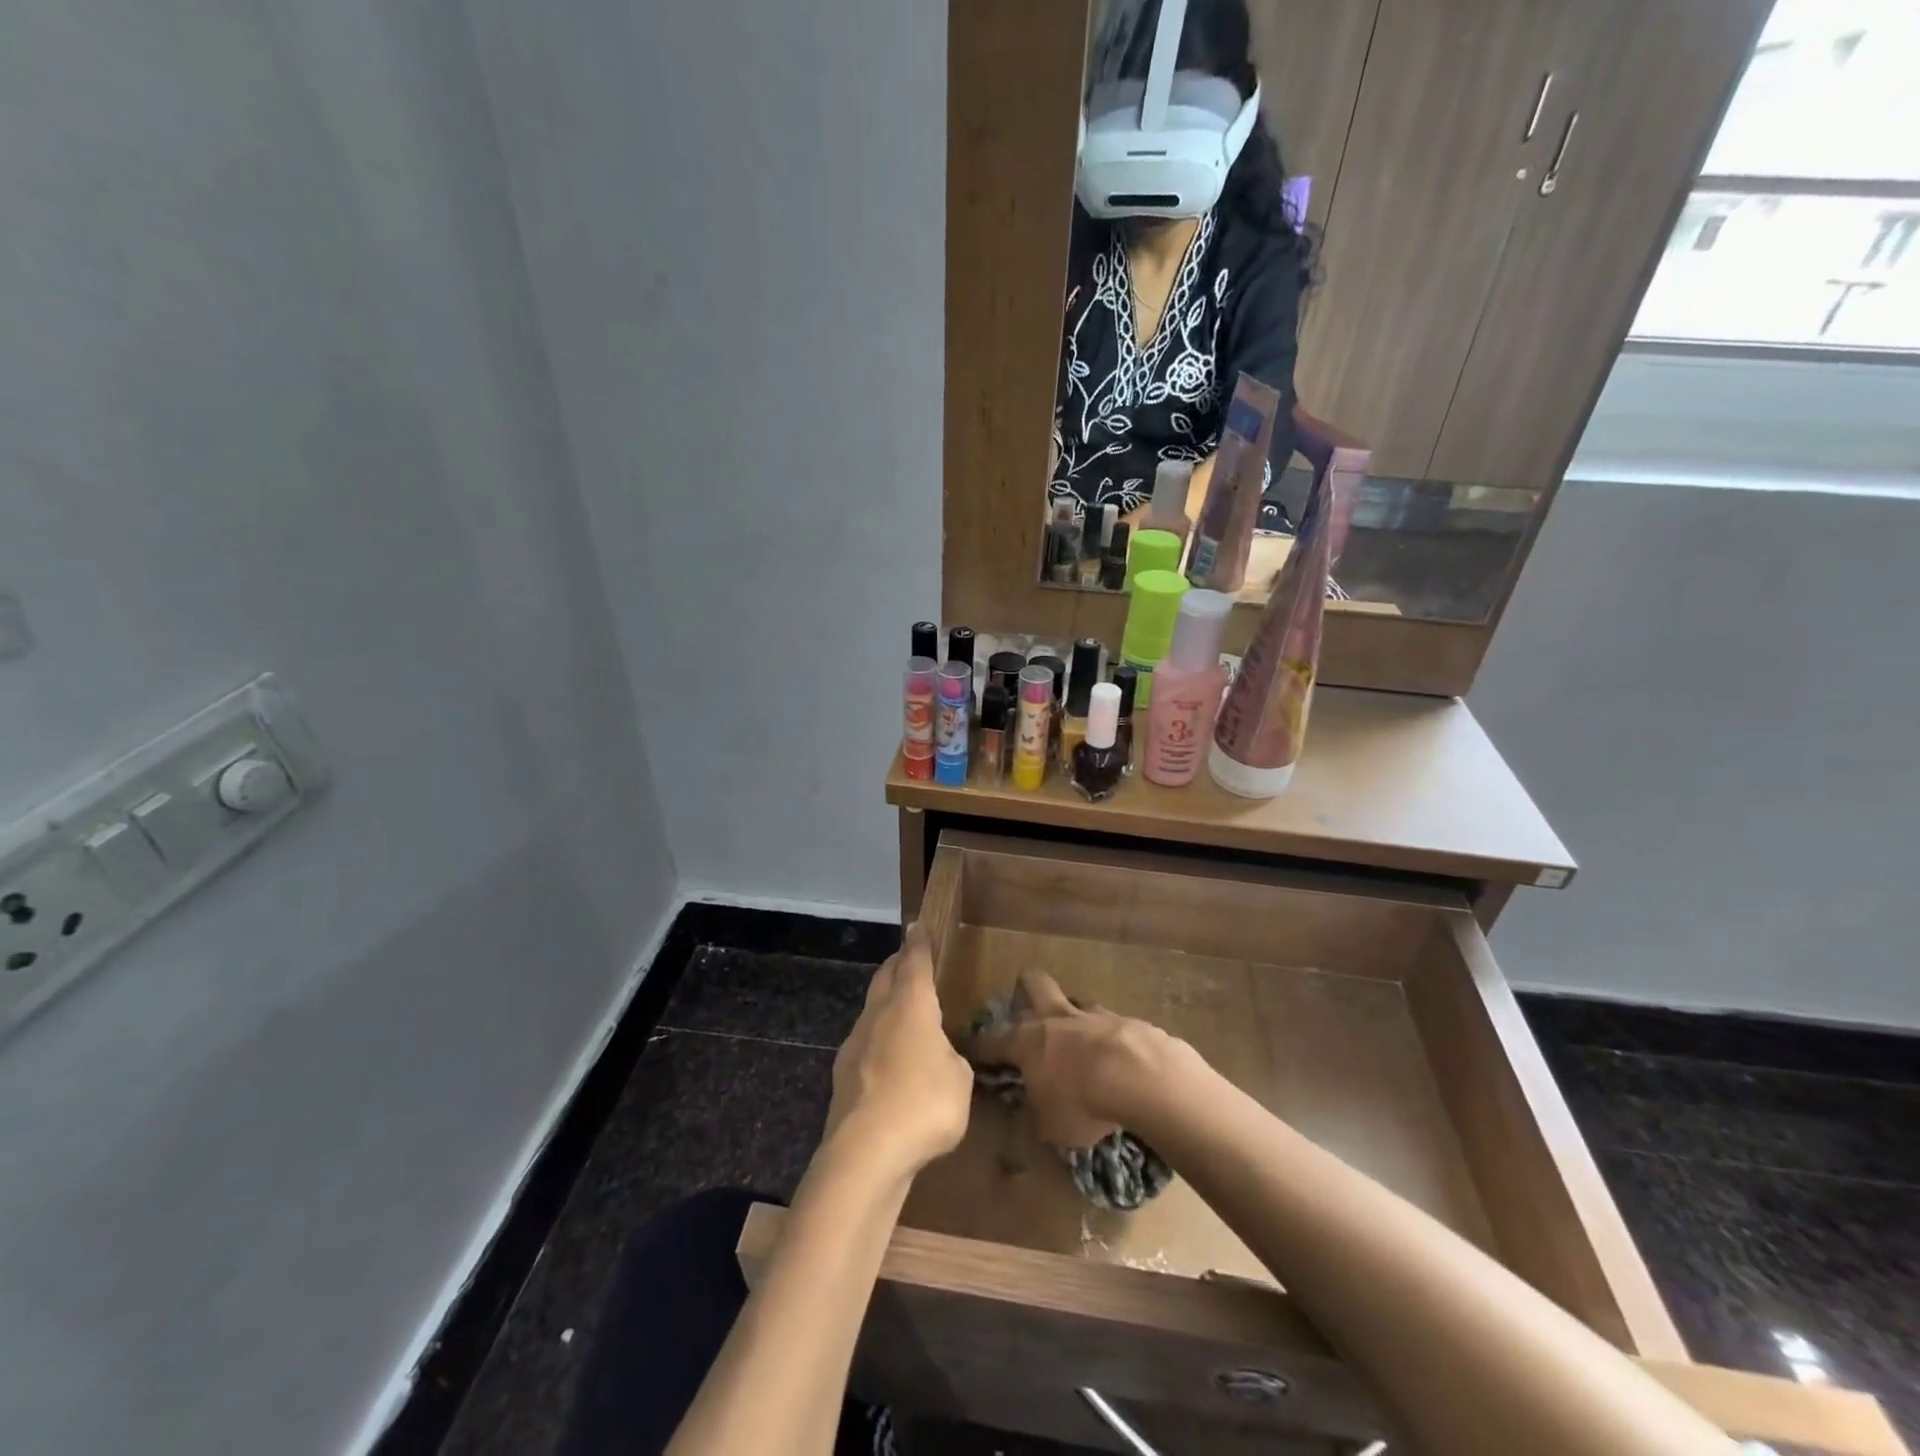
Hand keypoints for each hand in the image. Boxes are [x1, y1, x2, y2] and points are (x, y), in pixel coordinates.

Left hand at [824, 924, 973, 1180]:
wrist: (865, 1152)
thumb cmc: (923, 1104)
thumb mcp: (959, 1080)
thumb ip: (951, 1060)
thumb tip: (939, 1058)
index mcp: (911, 1005)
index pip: (915, 962)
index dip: (919, 943)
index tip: (917, 926)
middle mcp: (879, 1015)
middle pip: (886, 977)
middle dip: (898, 964)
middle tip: (908, 959)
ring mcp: (856, 1044)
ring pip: (872, 1009)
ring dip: (886, 1003)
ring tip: (902, 1011)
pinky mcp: (843, 1076)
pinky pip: (865, 1044)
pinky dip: (879, 1041)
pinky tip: (889, 1060)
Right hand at [968, 971, 1173, 1149]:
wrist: (1141, 1077)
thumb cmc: (1081, 1102)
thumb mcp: (1047, 1128)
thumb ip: (1031, 1121)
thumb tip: (1022, 1124)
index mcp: (1026, 1041)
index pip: (991, 1039)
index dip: (979, 1046)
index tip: (970, 1051)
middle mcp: (1055, 1018)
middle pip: (1033, 984)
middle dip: (1026, 993)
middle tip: (1027, 1015)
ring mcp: (1093, 1015)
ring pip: (1074, 1002)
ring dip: (1072, 1019)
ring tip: (1078, 1045)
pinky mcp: (1127, 1021)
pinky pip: (1110, 1024)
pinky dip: (1109, 1039)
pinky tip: (1118, 1062)